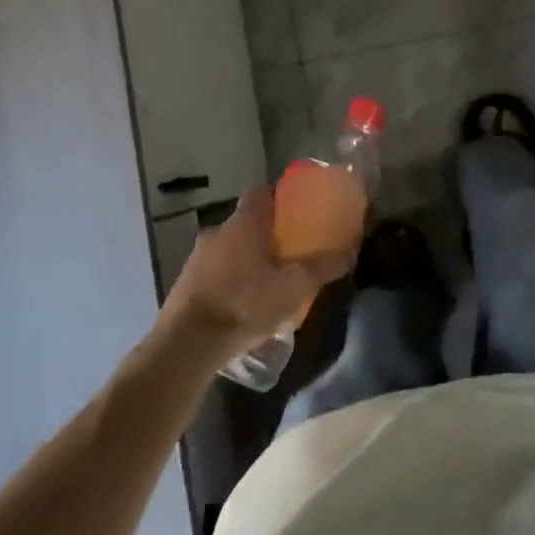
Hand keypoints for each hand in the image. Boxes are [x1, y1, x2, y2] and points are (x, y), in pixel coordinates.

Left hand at [159, 186, 353, 358]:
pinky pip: (214, 273)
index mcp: (243, 223)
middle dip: (266, 234)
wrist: (187, 343)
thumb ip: (322, 267)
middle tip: (288, 252)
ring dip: (246, 260)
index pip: (261, 192)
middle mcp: (217, 232)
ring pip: (228, 249)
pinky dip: (229, 281)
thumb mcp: (293, 287)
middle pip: (246, 222)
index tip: (296, 209)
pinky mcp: (184, 285)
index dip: (279, 196)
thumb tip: (349, 253)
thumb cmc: (244, 303)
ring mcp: (196, 258)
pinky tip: (243, 305)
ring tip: (267, 283)